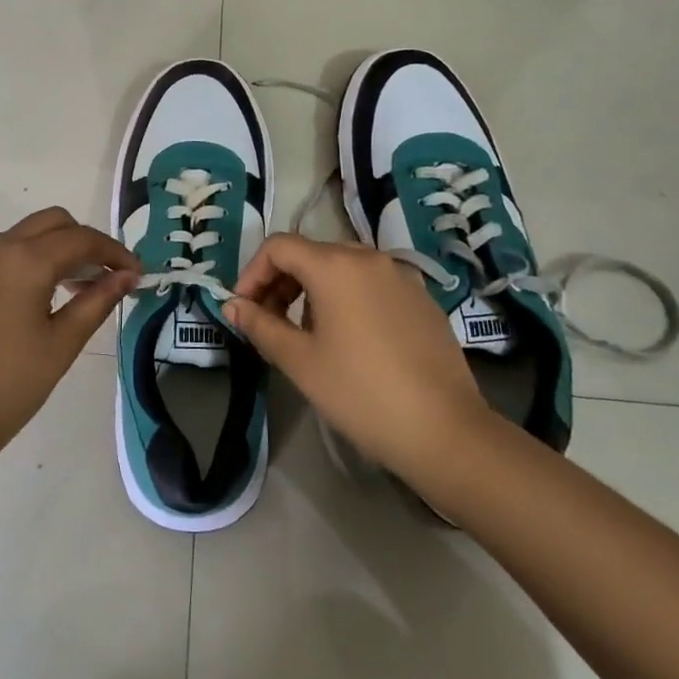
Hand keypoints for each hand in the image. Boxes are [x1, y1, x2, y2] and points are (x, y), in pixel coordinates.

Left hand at [0, 207, 138, 466]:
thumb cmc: (8, 387)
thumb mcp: (62, 344)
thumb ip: (98, 300)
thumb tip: (128, 276)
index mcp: (24, 260)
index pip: (82, 239)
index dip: (115, 252)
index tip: (137, 274)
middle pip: (53, 222)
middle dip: (85, 242)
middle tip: (105, 278)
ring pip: (25, 233)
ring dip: (55, 249)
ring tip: (74, 290)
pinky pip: (1, 250)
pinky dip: (27, 259)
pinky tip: (36, 296)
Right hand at [224, 234, 492, 485]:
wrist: (445, 431)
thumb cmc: (361, 393)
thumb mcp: (300, 361)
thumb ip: (261, 325)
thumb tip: (232, 305)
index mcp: (335, 265)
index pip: (278, 247)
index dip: (252, 273)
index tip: (243, 309)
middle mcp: (368, 257)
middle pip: (310, 254)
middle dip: (280, 282)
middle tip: (267, 323)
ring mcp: (400, 276)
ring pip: (341, 267)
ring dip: (312, 290)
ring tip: (305, 334)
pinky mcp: (421, 298)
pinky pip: (371, 284)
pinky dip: (346, 298)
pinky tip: (349, 340)